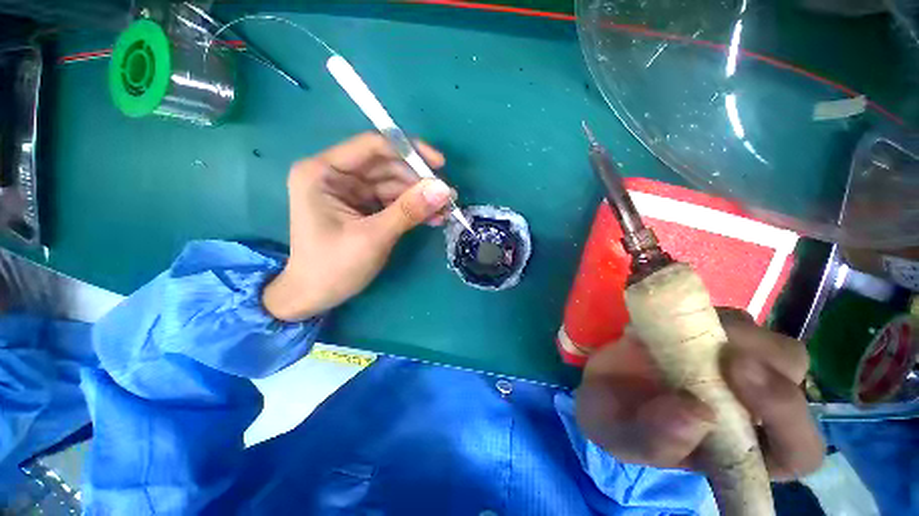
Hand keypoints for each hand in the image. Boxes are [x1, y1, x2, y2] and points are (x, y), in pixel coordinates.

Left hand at [263, 132, 452, 320]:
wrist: (315, 296)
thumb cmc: (333, 267)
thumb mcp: (373, 237)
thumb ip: (408, 210)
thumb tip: (444, 189)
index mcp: (323, 172)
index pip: (371, 146)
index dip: (409, 150)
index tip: (440, 164)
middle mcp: (336, 175)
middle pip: (387, 166)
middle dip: (419, 181)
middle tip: (448, 196)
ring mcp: (352, 192)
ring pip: (394, 185)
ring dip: (420, 197)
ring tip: (446, 211)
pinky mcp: (364, 207)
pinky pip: (393, 201)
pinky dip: (413, 209)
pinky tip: (433, 218)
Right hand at [575, 309, 823, 479]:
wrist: (596, 379)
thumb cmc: (614, 418)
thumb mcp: (622, 439)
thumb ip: (656, 439)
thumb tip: (698, 413)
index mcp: (739, 449)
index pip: (799, 451)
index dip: (788, 420)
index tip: (739, 382)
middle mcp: (749, 407)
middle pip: (794, 383)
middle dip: (770, 369)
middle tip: (724, 355)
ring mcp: (733, 366)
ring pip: (772, 346)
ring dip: (739, 335)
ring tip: (683, 331)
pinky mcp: (710, 335)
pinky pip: (731, 319)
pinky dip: (707, 314)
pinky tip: (669, 318)